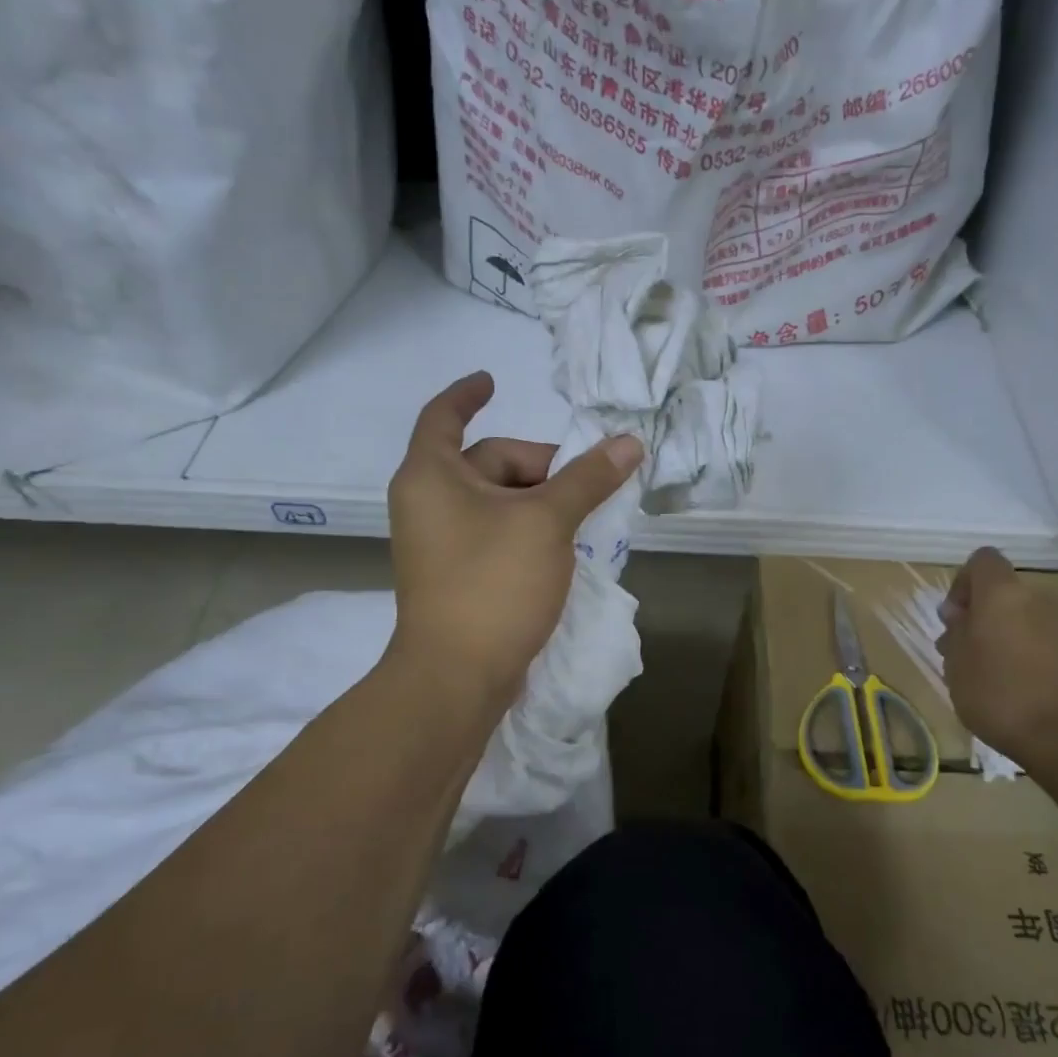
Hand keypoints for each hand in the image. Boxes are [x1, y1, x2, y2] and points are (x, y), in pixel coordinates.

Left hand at [386, 372, 643, 708]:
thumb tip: (629, 443)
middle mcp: (427, 502)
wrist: (456, 677)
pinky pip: (494, 533)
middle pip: (487, 462)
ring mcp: (439, 542)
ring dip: (538, 502)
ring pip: (496, 502)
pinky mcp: (456, 575)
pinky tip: (562, 548)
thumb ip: (588, 478)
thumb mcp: (547, 522)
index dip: (467, 393)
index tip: (493, 379)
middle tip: (585, 486)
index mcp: (432, 476)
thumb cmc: (493, 583)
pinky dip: (526, 529)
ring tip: (582, 519)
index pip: (444, 416)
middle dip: (538, 466)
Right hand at [936, 548, 1057, 758]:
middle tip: (966, 653)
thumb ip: (956, 631)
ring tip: (992, 675)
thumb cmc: (997, 694)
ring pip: (1025, 618)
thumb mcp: (956, 663)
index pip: (982, 560)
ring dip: (1006, 636)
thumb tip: (960, 614)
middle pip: (1004, 593)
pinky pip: (1047, 642)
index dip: (963, 583)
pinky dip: (1031, 654)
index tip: (954, 618)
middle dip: (983, 616)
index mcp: (1002, 595)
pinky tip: (1021, 688)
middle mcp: (1038, 600)